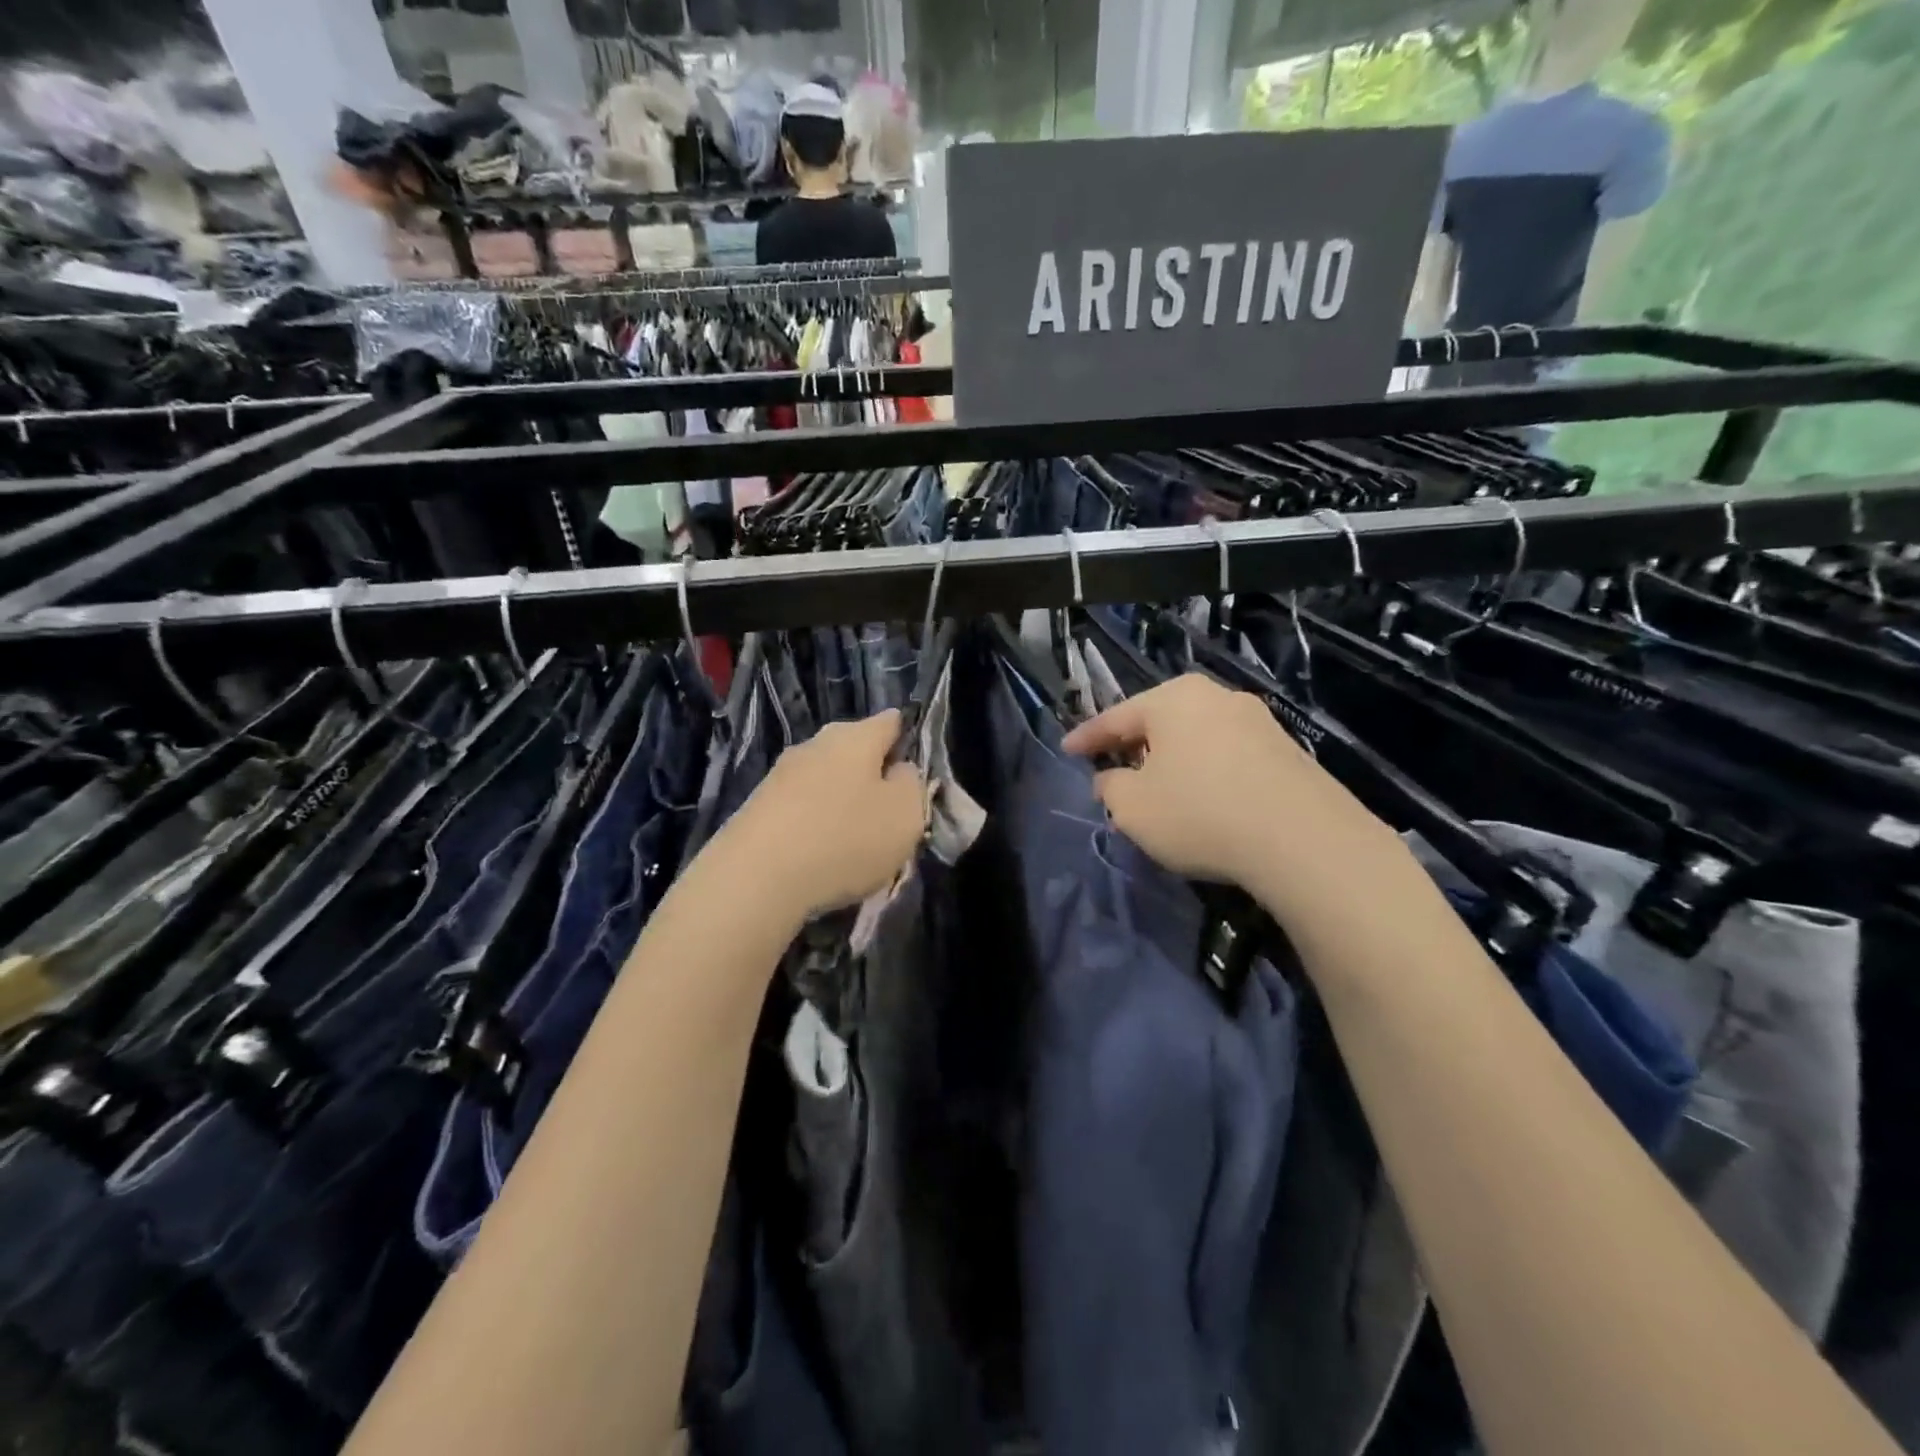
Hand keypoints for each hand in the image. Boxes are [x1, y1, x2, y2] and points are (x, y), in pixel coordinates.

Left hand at [724, 709, 924, 922]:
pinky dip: (815, 824)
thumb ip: (912, 785)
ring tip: (856, 842)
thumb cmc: (844, 839)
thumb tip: (899, 770)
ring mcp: (781, 774)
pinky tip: (820, 855)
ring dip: (843, 802)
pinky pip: (801, 807)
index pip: (892, 721)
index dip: (909, 740)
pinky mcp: (757, 806)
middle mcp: (816, 744)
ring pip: (827, 780)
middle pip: (856, 750)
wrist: (754, 879)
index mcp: (856, 736)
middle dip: (874, 776)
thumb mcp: (905, 815)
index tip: (917, 774)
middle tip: (890, 815)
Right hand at [1062, 674, 1398, 892]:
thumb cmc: (1200, 813)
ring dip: (1171, 762)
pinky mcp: (1287, 751)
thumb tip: (1111, 778)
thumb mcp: (1133, 807)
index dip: (1086, 737)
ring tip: (1156, 790)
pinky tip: (1202, 801)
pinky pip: (1227, 756)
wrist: (1304, 840)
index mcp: (1173, 699)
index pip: (1116, 716)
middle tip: (1110, 771)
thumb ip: (1110, 787)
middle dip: (1132, 747)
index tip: (1066, 749)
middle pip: (1159, 722)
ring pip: (1195, 738)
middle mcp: (1216, 697)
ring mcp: (1258, 721)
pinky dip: (1204, 773)